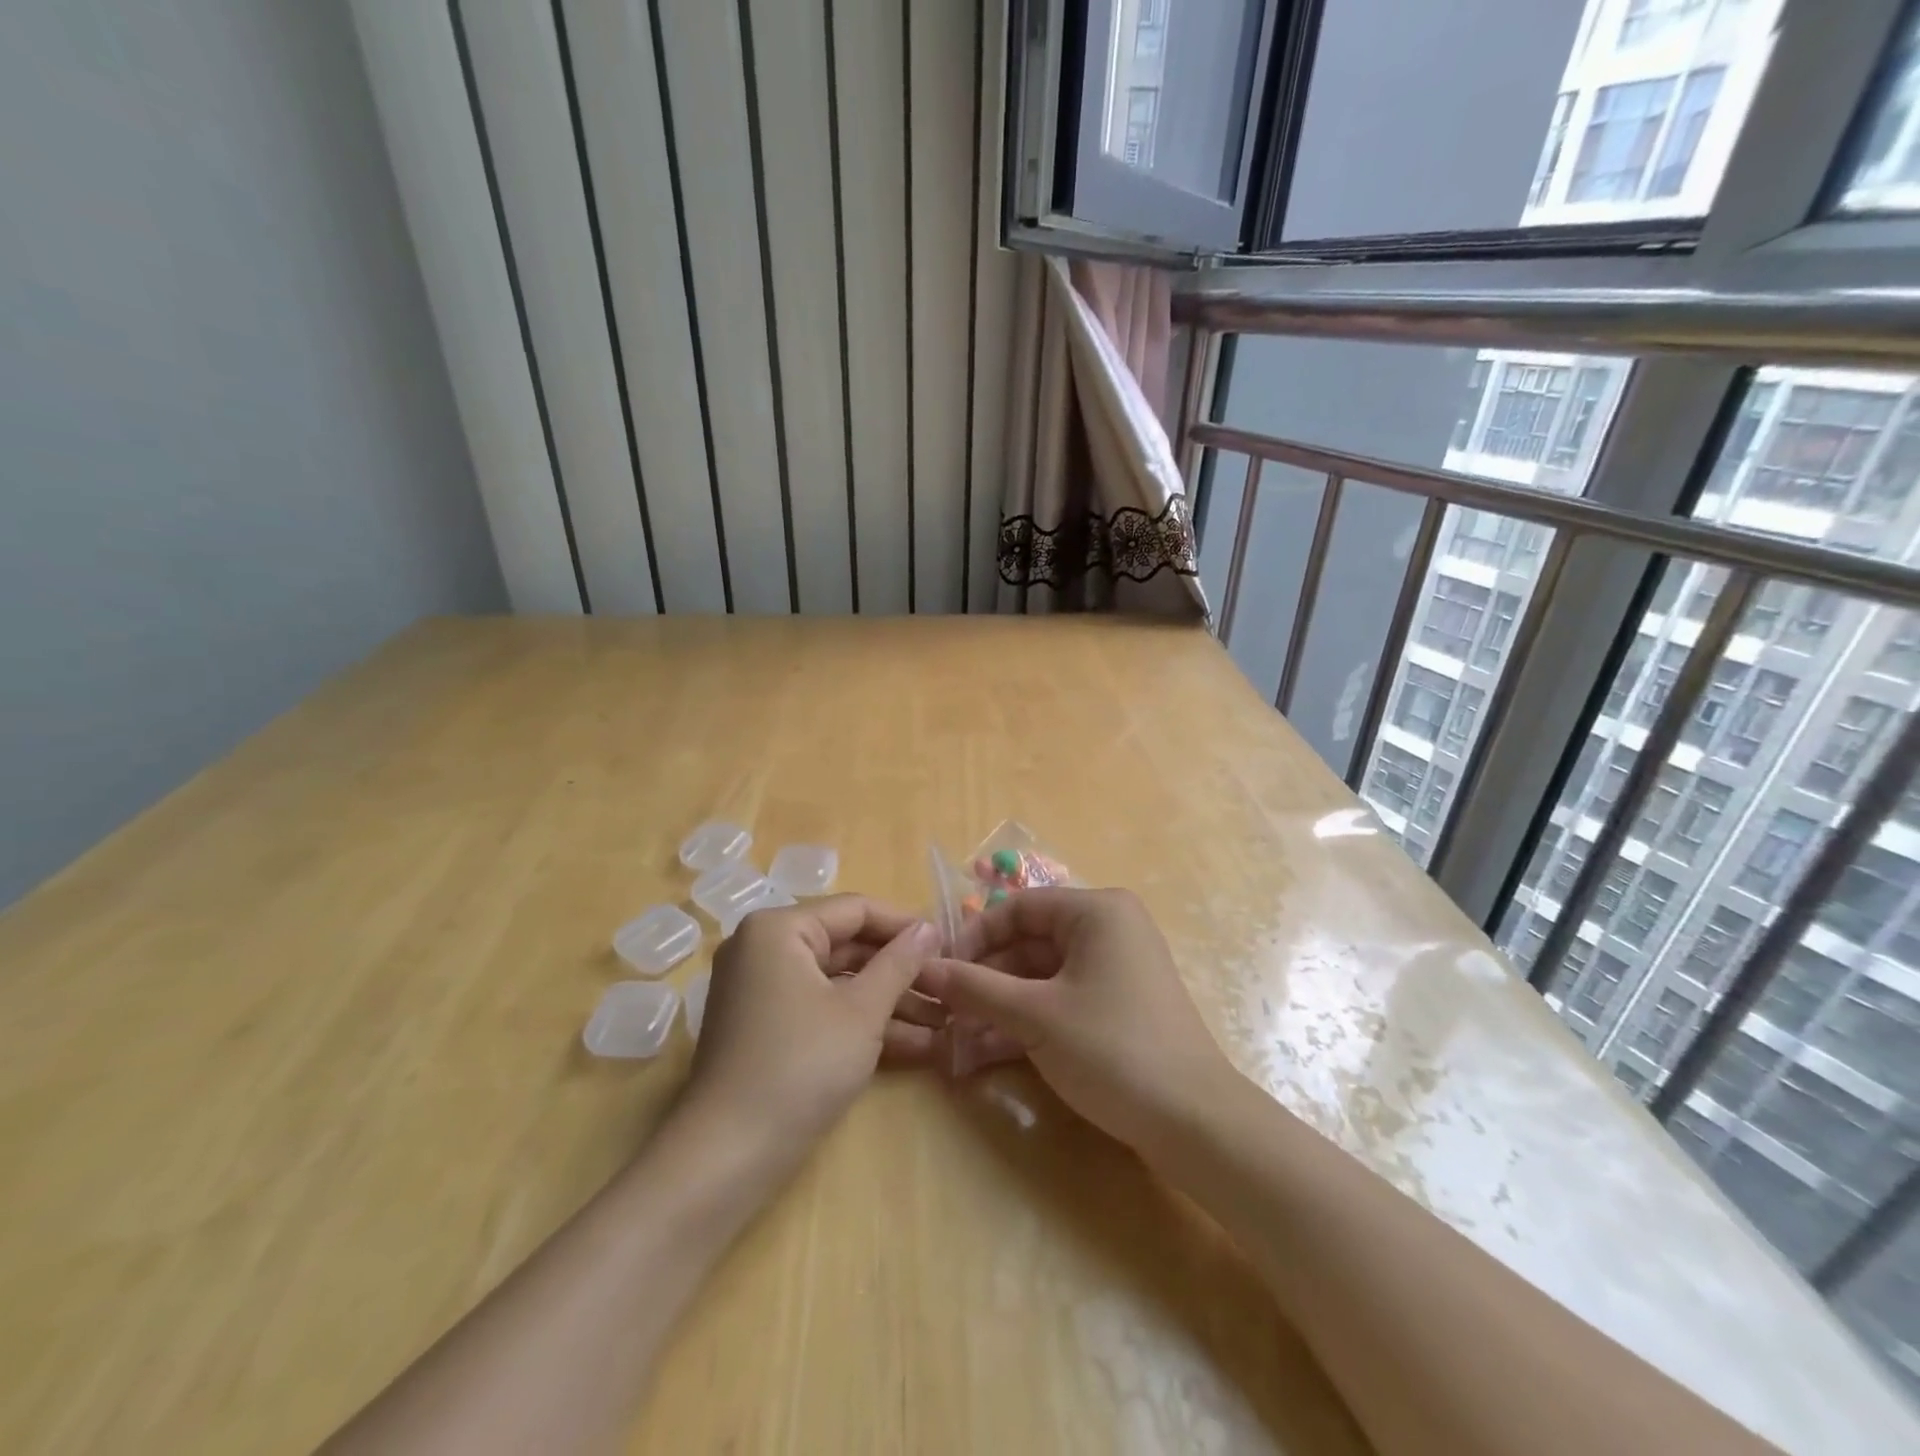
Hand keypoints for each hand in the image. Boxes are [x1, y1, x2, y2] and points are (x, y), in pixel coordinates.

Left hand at [681, 896, 942, 1171]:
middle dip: (901, 971)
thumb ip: (899, 963)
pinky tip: (916, 1045)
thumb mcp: (862, 1012)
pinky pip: (822, 1008)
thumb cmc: (800, 1067)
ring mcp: (763, 990)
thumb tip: (930, 928)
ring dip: (889, 1002)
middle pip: (847, 946)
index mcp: (779, 929)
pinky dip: (861, 1023)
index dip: (905, 926)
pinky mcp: (767, 1027)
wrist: (726, 1158)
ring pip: (839, 982)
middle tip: (950, 987)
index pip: (855, 909)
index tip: (949, 945)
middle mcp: (765, 948)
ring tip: (945, 1022)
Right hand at [917, 888, 1236, 1157]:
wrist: (1194, 1123)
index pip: (1017, 908)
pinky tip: (984, 1051)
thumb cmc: (1112, 1049)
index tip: (938, 972)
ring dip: (999, 1004)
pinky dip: (1025, 1020)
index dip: (973, 937)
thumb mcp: (1035, 1016)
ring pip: (1040, 976)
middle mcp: (1107, 929)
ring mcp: (1114, 969)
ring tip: (955, 1037)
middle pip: (1028, 942)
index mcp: (1096, 911)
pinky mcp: (1116, 1006)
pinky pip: (1060, 1000)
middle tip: (943, 1011)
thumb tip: (923, 969)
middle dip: (984, 978)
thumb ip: (975, 988)